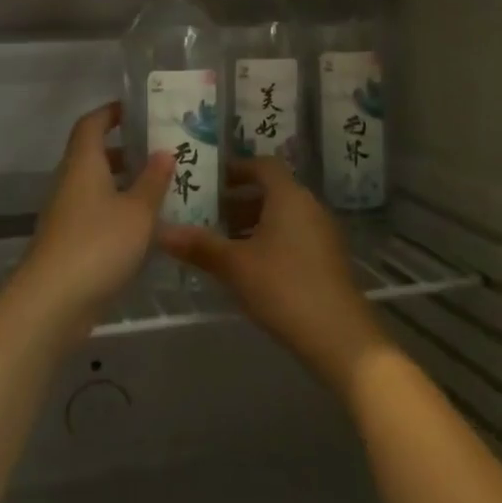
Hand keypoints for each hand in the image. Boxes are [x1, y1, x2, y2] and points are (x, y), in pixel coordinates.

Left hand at [9, 102, 172, 343]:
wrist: (53, 301)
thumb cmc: (98, 244)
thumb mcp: (137, 212)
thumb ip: (153, 181)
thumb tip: (164, 151)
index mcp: (83, 163)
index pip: (91, 124)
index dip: (110, 112)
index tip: (135, 110)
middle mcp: (69, 182)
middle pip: (92, 155)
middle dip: (123, 151)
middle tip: (159, 151)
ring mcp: (65, 213)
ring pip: (94, 186)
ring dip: (122, 183)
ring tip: (159, 187)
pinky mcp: (67, 242)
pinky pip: (94, 213)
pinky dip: (116, 211)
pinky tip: (143, 227)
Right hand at [160, 157, 391, 392]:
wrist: (340, 337)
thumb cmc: (284, 287)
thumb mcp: (235, 266)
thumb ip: (199, 246)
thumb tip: (161, 231)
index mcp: (289, 196)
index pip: (263, 165)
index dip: (236, 169)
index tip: (210, 182)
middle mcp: (309, 206)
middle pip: (272, 191)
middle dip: (238, 200)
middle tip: (207, 215)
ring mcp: (322, 233)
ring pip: (282, 215)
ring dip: (252, 222)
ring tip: (222, 243)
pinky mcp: (327, 259)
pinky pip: (293, 235)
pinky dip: (269, 240)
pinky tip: (249, 267)